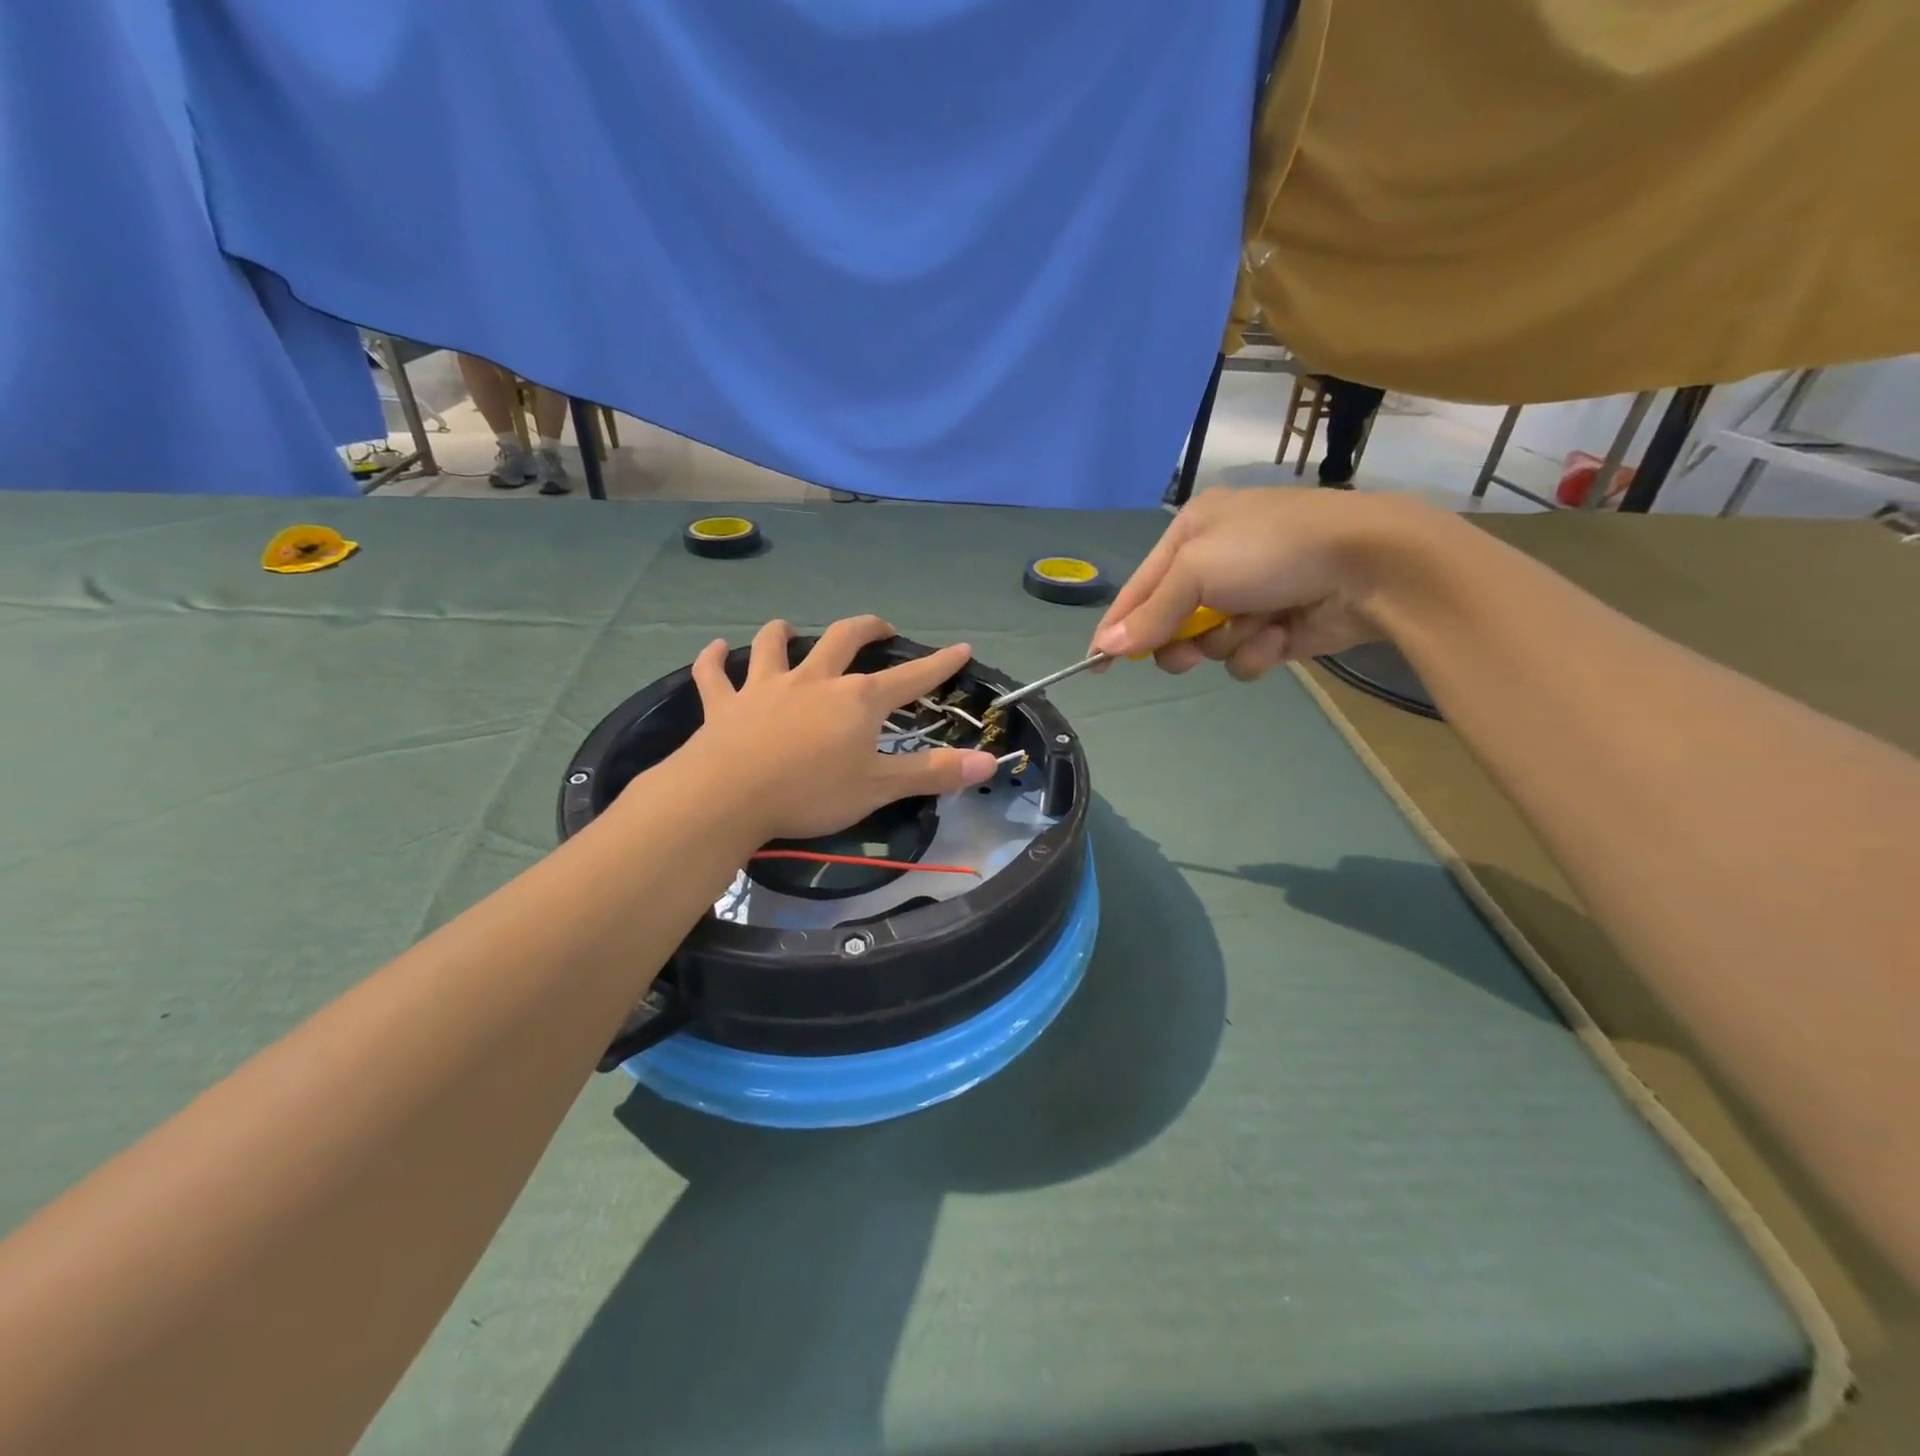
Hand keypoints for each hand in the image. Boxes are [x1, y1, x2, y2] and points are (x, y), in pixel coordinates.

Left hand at [677, 616, 997, 841]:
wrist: (728, 796)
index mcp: (857, 700)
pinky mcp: (724, 705)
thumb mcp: (879, 788)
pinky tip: (713, 650)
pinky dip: (713, 660)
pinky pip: (715, 675)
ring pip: (773, 646)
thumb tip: (990, 762)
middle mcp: (814, 681)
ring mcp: (765, 688)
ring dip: (782, 633)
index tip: (961, 648)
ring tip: (788, 628)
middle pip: (843, 640)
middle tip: (880, 628)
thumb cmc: (810, 793)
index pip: (910, 678)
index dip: (939, 664)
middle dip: (866, 629)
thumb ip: (934, 773)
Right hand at [1090, 487, 1429, 680]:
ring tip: (1255, 628)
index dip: (1117, 626)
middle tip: (1188, 653)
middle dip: (1178, 642)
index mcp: (1193, 532)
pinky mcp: (1279, 627)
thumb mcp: (1196, 571)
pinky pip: (1245, 655)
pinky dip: (1258, 651)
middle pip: (1170, 622)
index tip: (1095, 662)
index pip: (1139, 588)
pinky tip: (1281, 635)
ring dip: (1226, 642)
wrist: (1371, 564)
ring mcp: (1251, 596)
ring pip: (1208, 644)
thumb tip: (1105, 647)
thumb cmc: (1271, 552)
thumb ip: (1150, 613)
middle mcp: (1218, 562)